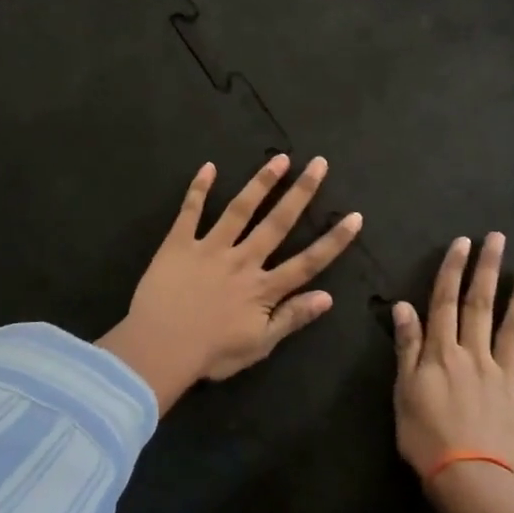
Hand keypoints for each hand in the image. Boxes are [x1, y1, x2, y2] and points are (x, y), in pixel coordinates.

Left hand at [100, 156, 362, 412]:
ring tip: (280, 159)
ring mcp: (210, 248)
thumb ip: (292, 318)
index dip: (333, 241)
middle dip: (301, 192)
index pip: (307, 261)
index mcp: (263, 288)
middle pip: (277, 222)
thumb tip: (328, 297)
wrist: (158, 347)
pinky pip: (190, 212)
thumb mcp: (259, 345)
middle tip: (319, 164)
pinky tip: (208, 166)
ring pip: (240, 209)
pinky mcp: (179, 244)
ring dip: (261, 182)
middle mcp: (242, 260)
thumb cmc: (210, 353)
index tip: (354, 217)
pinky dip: (199, 188)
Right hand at [392, 233, 513, 483]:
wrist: (469, 481)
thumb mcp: (404, 391)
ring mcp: (505, 378)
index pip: (446, 303)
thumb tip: (405, 306)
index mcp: (443, 353)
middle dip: (487, 270)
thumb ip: (408, 348)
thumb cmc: (426, 437)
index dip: (453, 271)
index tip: (462, 243)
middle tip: (497, 238)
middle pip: (481, 306)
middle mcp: (475, 356)